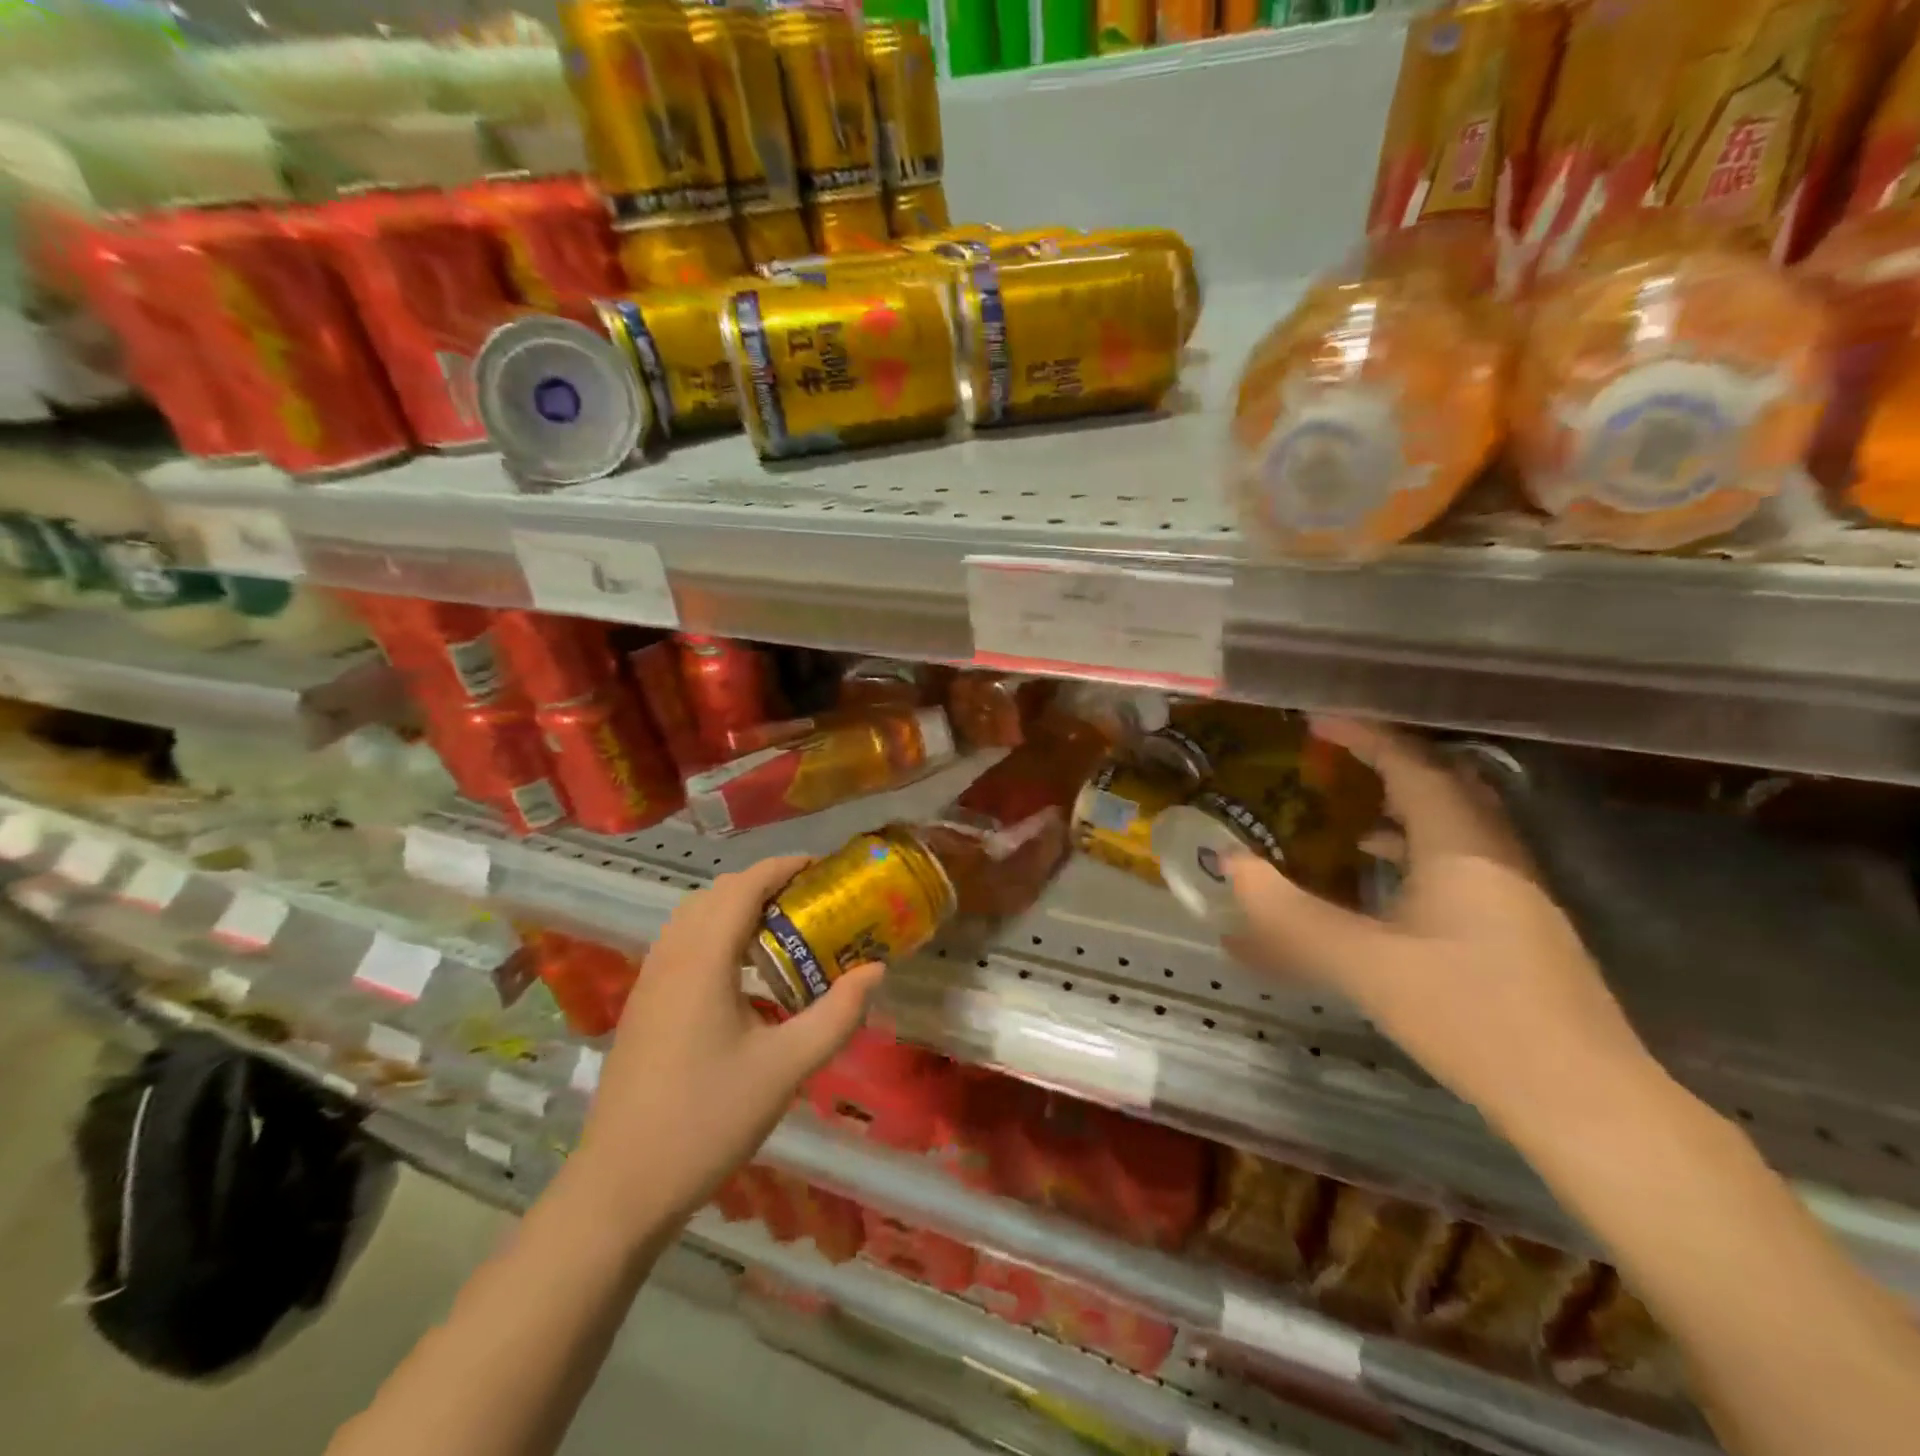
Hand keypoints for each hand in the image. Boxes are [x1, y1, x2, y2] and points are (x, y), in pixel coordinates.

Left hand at [571, 855, 882, 1223]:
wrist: (620, 1187)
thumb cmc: (707, 1120)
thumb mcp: (786, 1068)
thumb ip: (837, 1015)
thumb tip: (876, 970)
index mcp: (702, 960)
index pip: (743, 887)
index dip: (782, 867)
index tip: (821, 867)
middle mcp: (670, 958)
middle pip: (715, 894)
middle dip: (762, 884)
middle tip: (808, 900)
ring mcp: (649, 982)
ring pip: (693, 918)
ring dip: (735, 908)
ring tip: (781, 931)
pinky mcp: (642, 1007)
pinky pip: (681, 945)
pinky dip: (715, 935)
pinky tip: (743, 977)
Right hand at [1226, 717, 1657, 1136]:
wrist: (1586, 1103)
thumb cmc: (1473, 1017)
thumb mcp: (1365, 964)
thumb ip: (1290, 915)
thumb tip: (1231, 865)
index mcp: (1461, 847)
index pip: (1411, 765)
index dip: (1363, 736)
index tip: (1315, 721)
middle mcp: (1493, 855)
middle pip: (1439, 783)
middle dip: (1382, 761)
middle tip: (1328, 758)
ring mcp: (1512, 891)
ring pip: (1450, 823)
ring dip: (1398, 804)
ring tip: (1342, 809)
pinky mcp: (1515, 926)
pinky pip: (1455, 860)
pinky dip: (1412, 848)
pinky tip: (1379, 878)